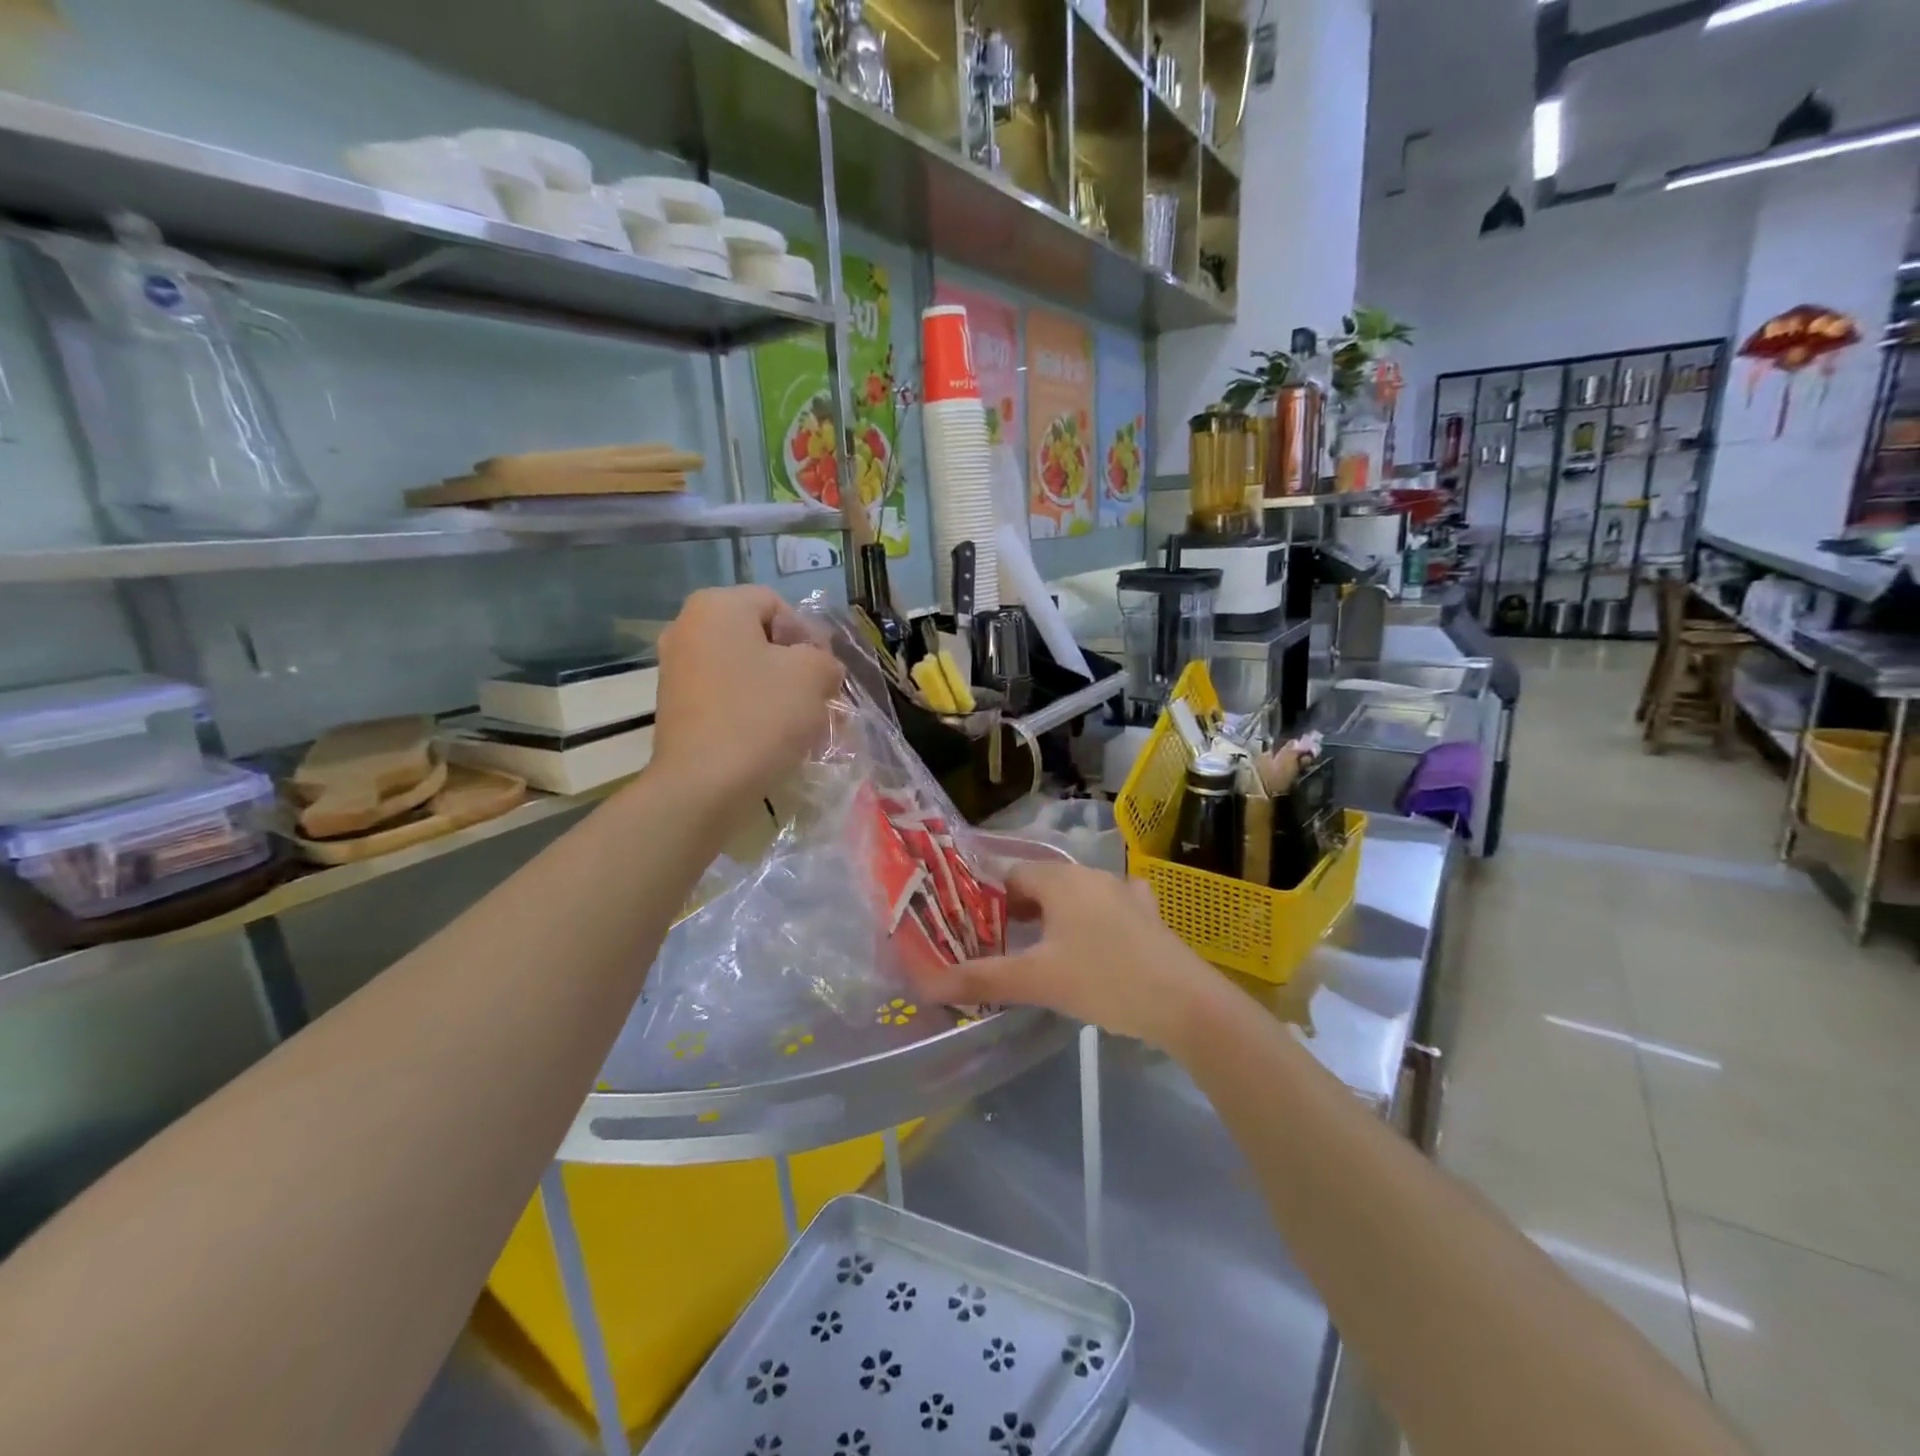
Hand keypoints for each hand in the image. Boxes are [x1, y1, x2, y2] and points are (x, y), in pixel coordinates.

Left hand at [649, 586, 843, 804]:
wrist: (703, 786)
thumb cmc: (760, 716)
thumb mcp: (812, 676)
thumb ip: (824, 659)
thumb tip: (819, 668)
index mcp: (717, 606)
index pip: (778, 605)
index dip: (809, 635)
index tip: (824, 673)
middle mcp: (687, 626)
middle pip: (758, 636)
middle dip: (794, 665)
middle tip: (817, 698)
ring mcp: (676, 667)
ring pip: (743, 668)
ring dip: (775, 689)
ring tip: (799, 722)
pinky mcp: (674, 705)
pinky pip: (725, 694)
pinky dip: (750, 707)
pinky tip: (771, 736)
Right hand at [913, 861, 1223, 1052]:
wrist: (1186, 1004)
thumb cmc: (1104, 981)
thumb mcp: (1037, 981)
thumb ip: (981, 978)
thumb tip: (927, 983)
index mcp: (1062, 880)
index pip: (1012, 875)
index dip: (989, 900)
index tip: (976, 930)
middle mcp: (1092, 875)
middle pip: (1043, 884)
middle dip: (1019, 910)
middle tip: (1002, 944)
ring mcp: (1125, 892)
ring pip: (1076, 896)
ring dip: (1055, 916)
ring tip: (1040, 949)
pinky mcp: (1148, 915)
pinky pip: (1108, 907)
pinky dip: (1092, 921)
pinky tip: (1093, 944)